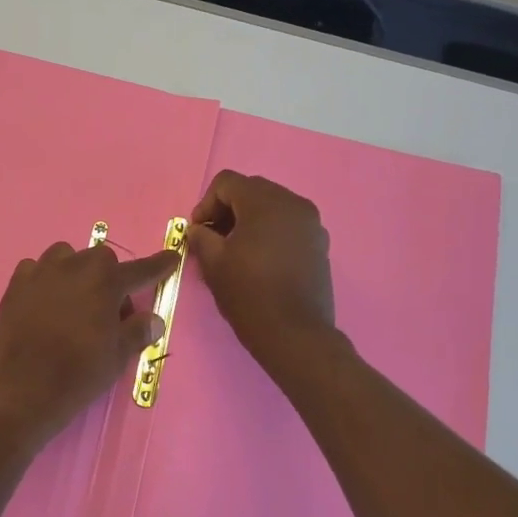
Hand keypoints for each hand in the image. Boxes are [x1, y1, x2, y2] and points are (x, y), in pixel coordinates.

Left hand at [0, 242, 180, 447]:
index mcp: (105, 281)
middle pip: (100, 260)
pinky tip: (44, 303)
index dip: (159, 266)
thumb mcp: (117, 357)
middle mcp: (73, 266)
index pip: (140, 270)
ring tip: (75, 302)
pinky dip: (44, 280)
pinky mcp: (14, 285)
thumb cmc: (78, 374)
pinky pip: (34, 270)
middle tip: (110, 313)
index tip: (171, 258)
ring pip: (65, 257)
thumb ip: (137, 332)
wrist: (21, 390)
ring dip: (76, 272)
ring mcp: (40, 273)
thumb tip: (153, 320)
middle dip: (109, 279)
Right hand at [186, 170, 336, 365]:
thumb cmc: (249, 294)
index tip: (198, 232)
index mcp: (266, 202)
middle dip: (227, 209)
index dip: (205, 203)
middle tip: (213, 239)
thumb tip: (198, 229)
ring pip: (271, 207)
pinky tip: (258, 260)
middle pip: (251, 190)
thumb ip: (201, 237)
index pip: (227, 182)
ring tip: (235, 251)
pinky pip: (288, 225)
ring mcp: (311, 224)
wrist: (294, 334)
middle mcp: (294, 203)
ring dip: (248, 220)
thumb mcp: (213, 263)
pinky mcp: (319, 244)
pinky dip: (269, 232)